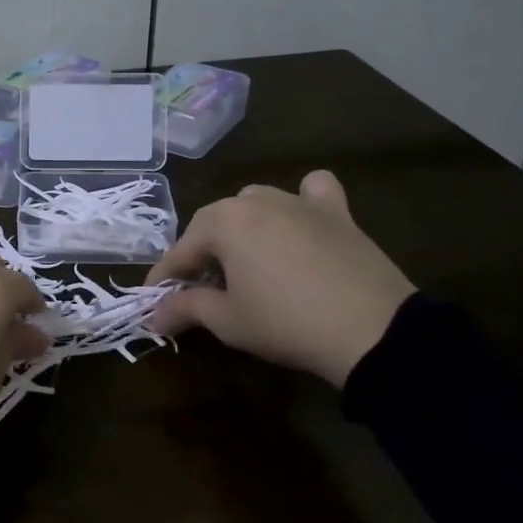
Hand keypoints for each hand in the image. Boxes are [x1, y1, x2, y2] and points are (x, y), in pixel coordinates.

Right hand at [144, 170, 416, 387]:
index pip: (181, 251)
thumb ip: (186, 309)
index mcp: (223, 222)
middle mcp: (256, 200)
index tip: (152, 300)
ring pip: (256, 204)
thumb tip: (152, 316)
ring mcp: (299, 201)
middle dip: (202, 254)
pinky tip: (301, 221)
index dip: (164, 278)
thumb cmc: (285, 323)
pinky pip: (313, 192)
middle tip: (200, 289)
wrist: (371, 330)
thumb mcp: (228, 321)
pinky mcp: (336, 212)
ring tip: (245, 262)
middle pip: (215, 224)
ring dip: (242, 228)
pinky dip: (302, 201)